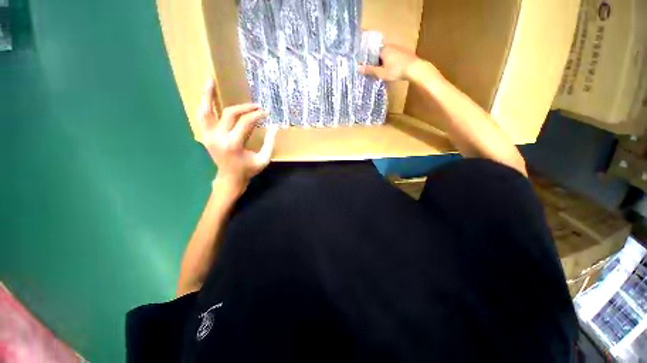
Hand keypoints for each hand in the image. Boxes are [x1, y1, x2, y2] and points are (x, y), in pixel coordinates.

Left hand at [199, 79, 277, 195]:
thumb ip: (270, 143)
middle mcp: (218, 138)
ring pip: (207, 111)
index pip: (245, 122)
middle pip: (230, 114)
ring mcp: (209, 136)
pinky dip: (205, 105)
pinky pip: (203, 117)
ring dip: (209, 95)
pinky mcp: (205, 136)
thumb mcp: (264, 159)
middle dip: (245, 108)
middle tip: (256, 107)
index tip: (266, 113)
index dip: (257, 115)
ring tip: (210, 80)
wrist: (230, 179)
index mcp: (234, 144)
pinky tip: (207, 96)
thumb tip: (275, 126)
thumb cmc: (248, 170)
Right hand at [359, 44, 420, 80]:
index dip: (369, 60)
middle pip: (380, 53)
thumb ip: (370, 70)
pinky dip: (391, 62)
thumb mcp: (381, 73)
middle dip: (377, 61)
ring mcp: (399, 48)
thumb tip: (358, 68)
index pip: (373, 52)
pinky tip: (392, 69)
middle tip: (374, 71)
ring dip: (384, 62)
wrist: (415, 69)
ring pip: (388, 55)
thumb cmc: (396, 70)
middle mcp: (391, 46)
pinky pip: (394, 57)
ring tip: (382, 72)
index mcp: (384, 49)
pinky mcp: (405, 53)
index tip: (366, 67)